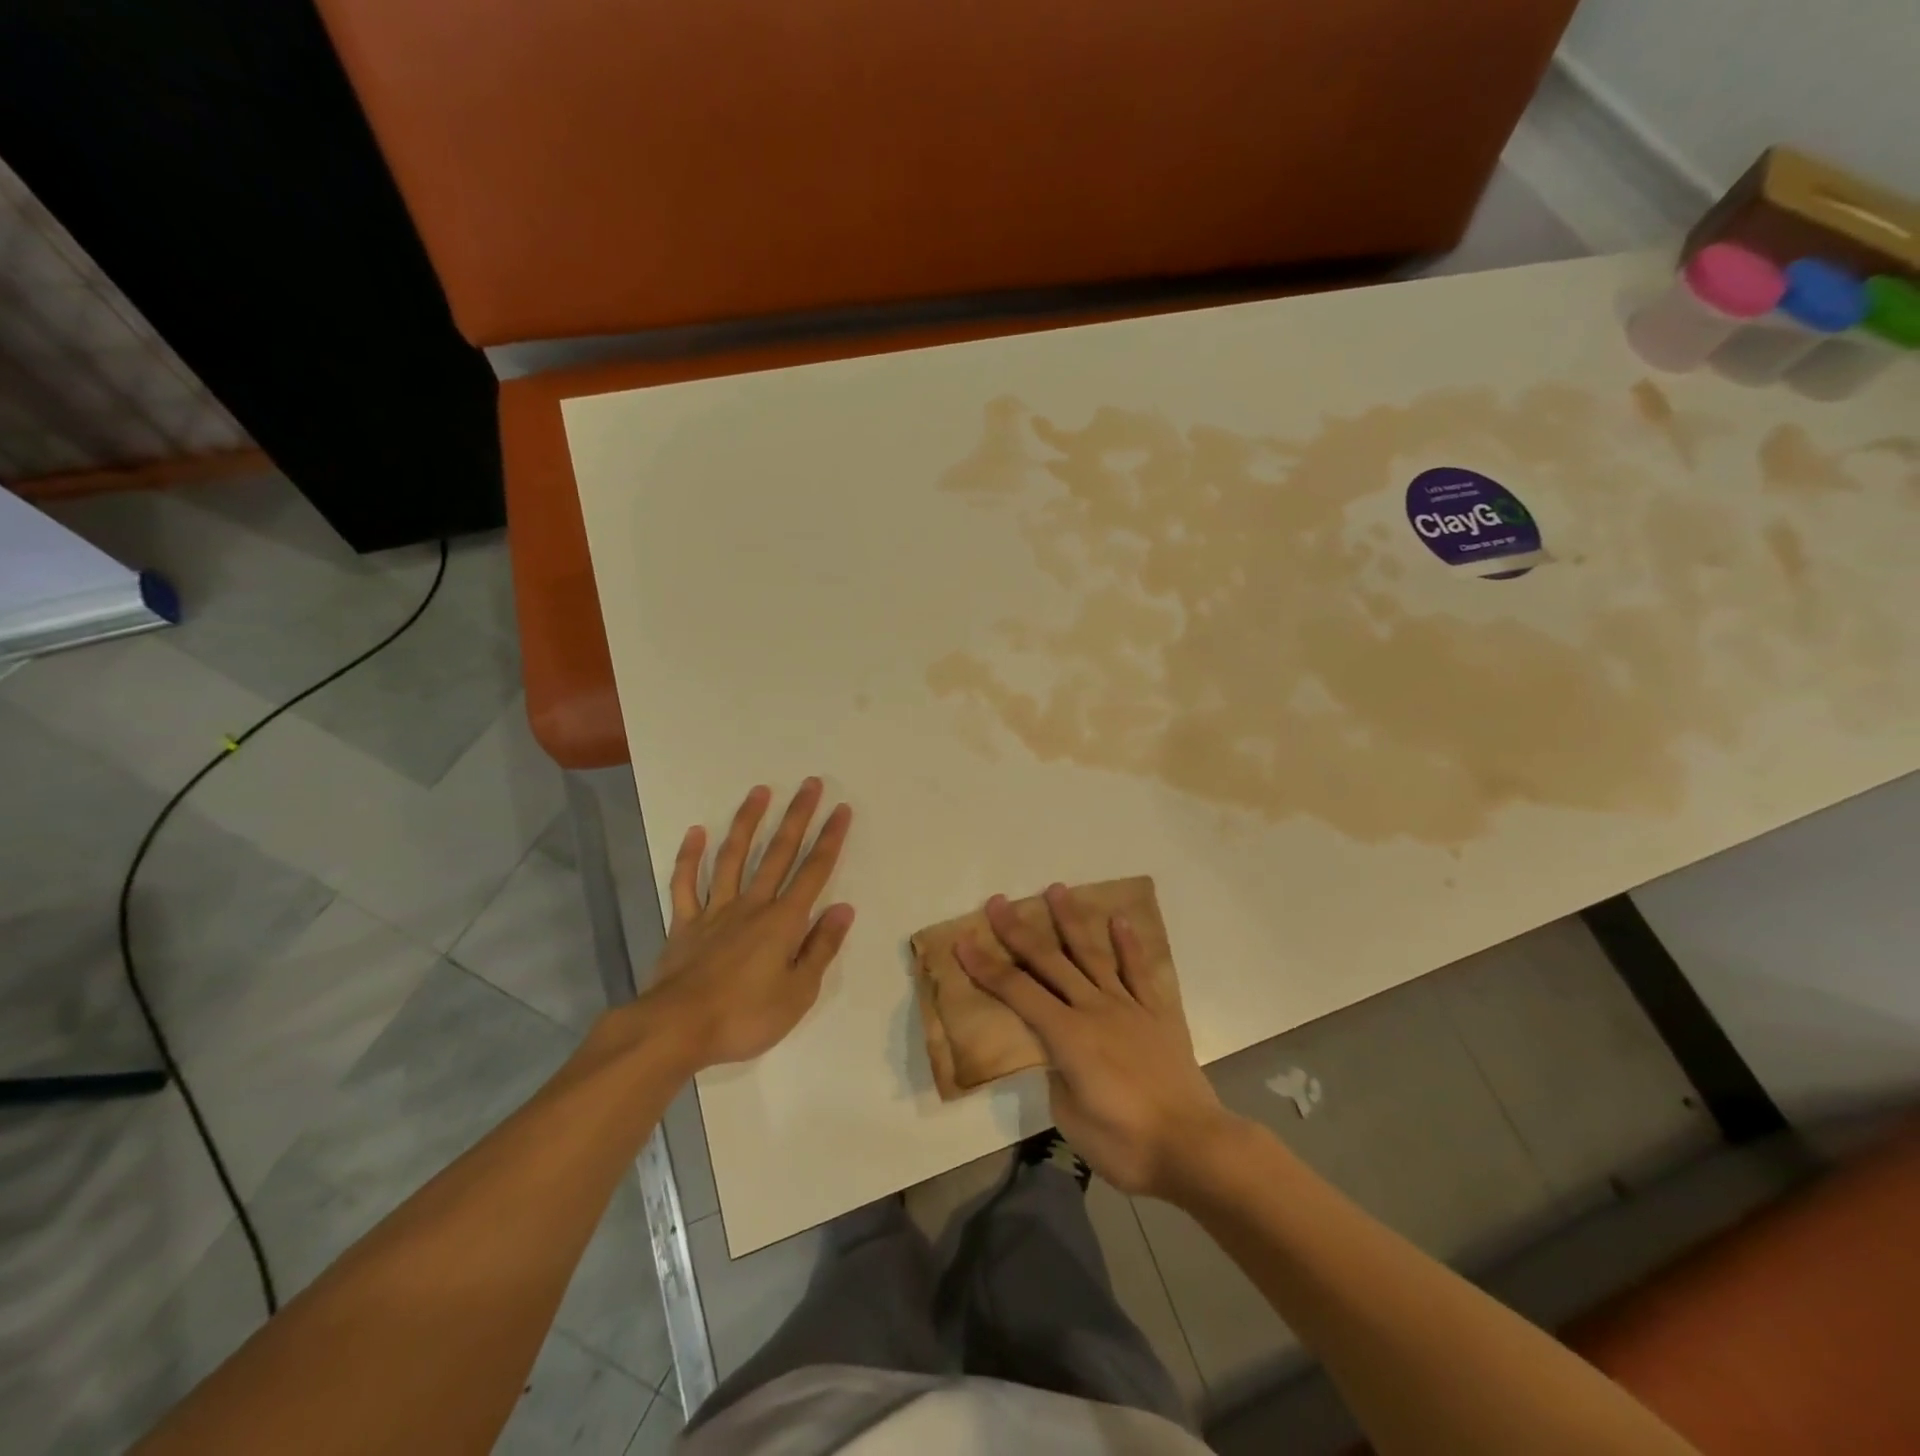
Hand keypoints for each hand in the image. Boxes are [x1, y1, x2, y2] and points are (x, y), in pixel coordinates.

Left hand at [641, 779, 854, 1070]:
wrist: (676, 1029)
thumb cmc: (745, 1017)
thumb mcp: (799, 993)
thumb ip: (821, 947)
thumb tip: (843, 908)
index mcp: (783, 921)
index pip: (814, 872)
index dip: (830, 839)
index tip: (841, 808)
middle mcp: (752, 905)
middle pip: (778, 853)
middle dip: (797, 817)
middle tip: (810, 784)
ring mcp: (714, 911)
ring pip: (733, 857)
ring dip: (748, 822)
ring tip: (760, 792)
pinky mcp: (684, 924)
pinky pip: (685, 884)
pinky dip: (690, 857)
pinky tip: (696, 832)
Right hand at [957, 884, 1238, 1198]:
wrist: (1193, 1146)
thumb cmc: (1125, 1143)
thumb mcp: (1070, 1119)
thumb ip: (1058, 1077)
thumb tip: (1059, 1057)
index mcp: (1067, 1036)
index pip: (1017, 992)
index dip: (986, 967)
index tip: (963, 941)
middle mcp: (1094, 1009)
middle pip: (1049, 962)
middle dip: (1019, 931)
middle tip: (999, 902)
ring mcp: (1127, 1007)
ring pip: (1092, 954)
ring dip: (1071, 921)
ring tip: (1055, 889)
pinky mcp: (1157, 1014)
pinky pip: (1139, 971)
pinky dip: (1128, 944)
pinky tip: (1118, 920)